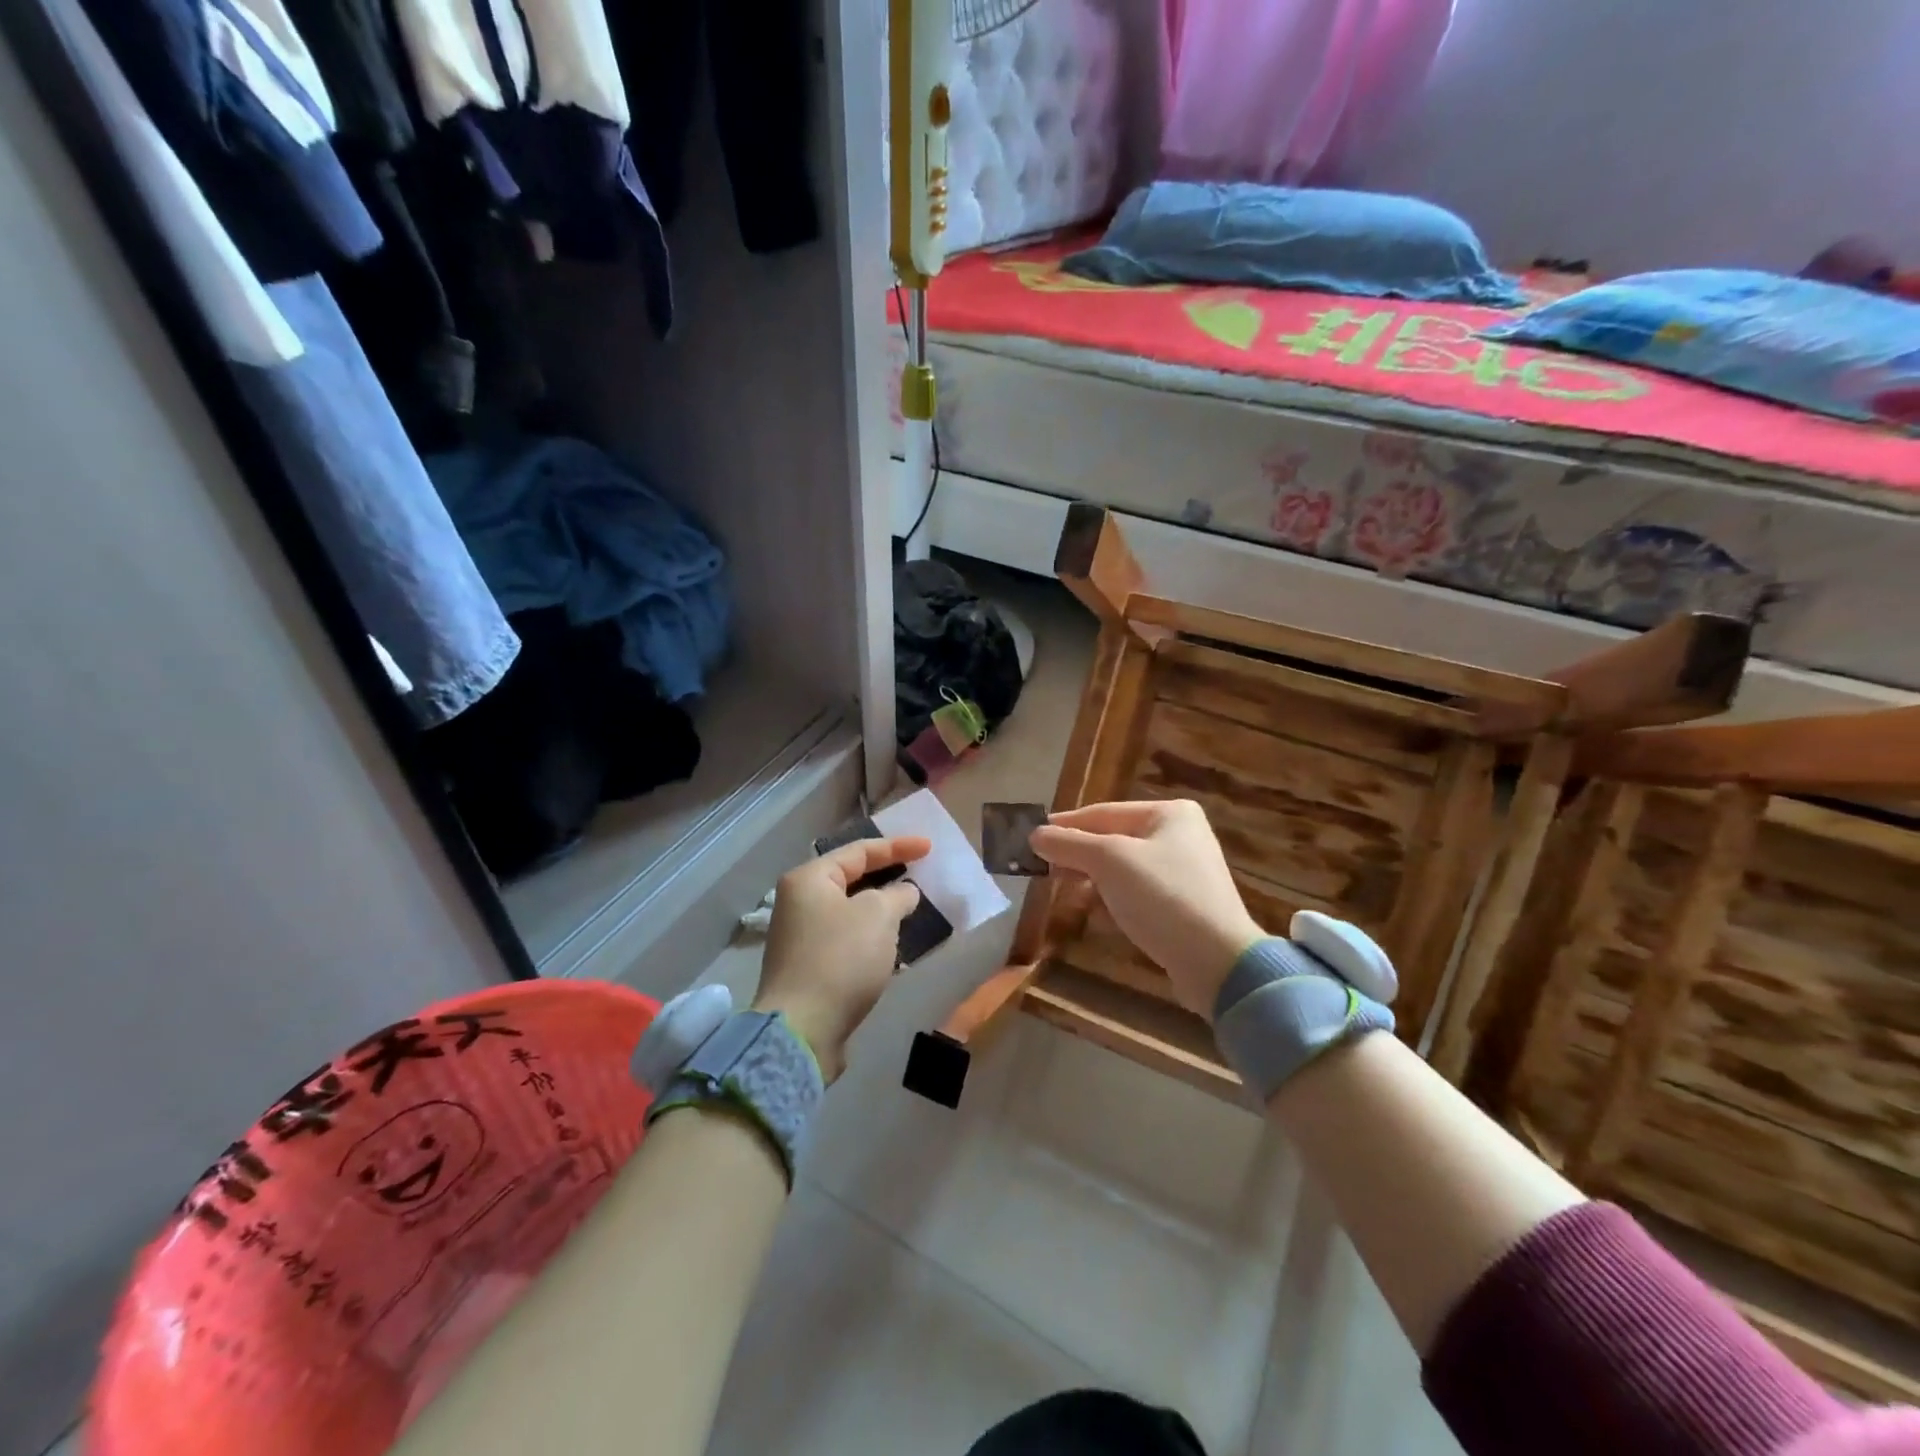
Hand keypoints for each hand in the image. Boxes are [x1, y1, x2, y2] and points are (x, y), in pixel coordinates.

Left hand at [752, 835, 931, 1080]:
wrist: (802, 1030)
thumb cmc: (840, 959)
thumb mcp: (878, 916)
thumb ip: (896, 895)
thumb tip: (903, 893)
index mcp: (808, 879)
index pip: (858, 851)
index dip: (897, 847)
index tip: (929, 848)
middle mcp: (798, 903)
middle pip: (850, 879)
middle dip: (887, 877)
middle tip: (919, 874)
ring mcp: (800, 938)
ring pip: (849, 912)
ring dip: (880, 910)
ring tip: (911, 909)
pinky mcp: (808, 969)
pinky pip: (846, 939)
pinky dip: (870, 936)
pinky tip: (892, 946)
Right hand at [1030, 800, 1262, 1019]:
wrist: (1218, 961)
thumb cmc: (1162, 896)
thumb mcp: (1108, 862)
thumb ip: (1069, 844)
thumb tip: (1034, 835)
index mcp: (1168, 813)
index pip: (1103, 812)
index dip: (1065, 826)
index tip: (1031, 838)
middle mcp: (1179, 836)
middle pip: (1112, 840)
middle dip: (1078, 856)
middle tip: (1043, 870)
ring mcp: (1184, 872)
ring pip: (1123, 870)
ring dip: (1093, 881)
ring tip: (1067, 894)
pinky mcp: (1182, 906)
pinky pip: (1138, 894)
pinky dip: (1115, 901)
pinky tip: (1098, 916)